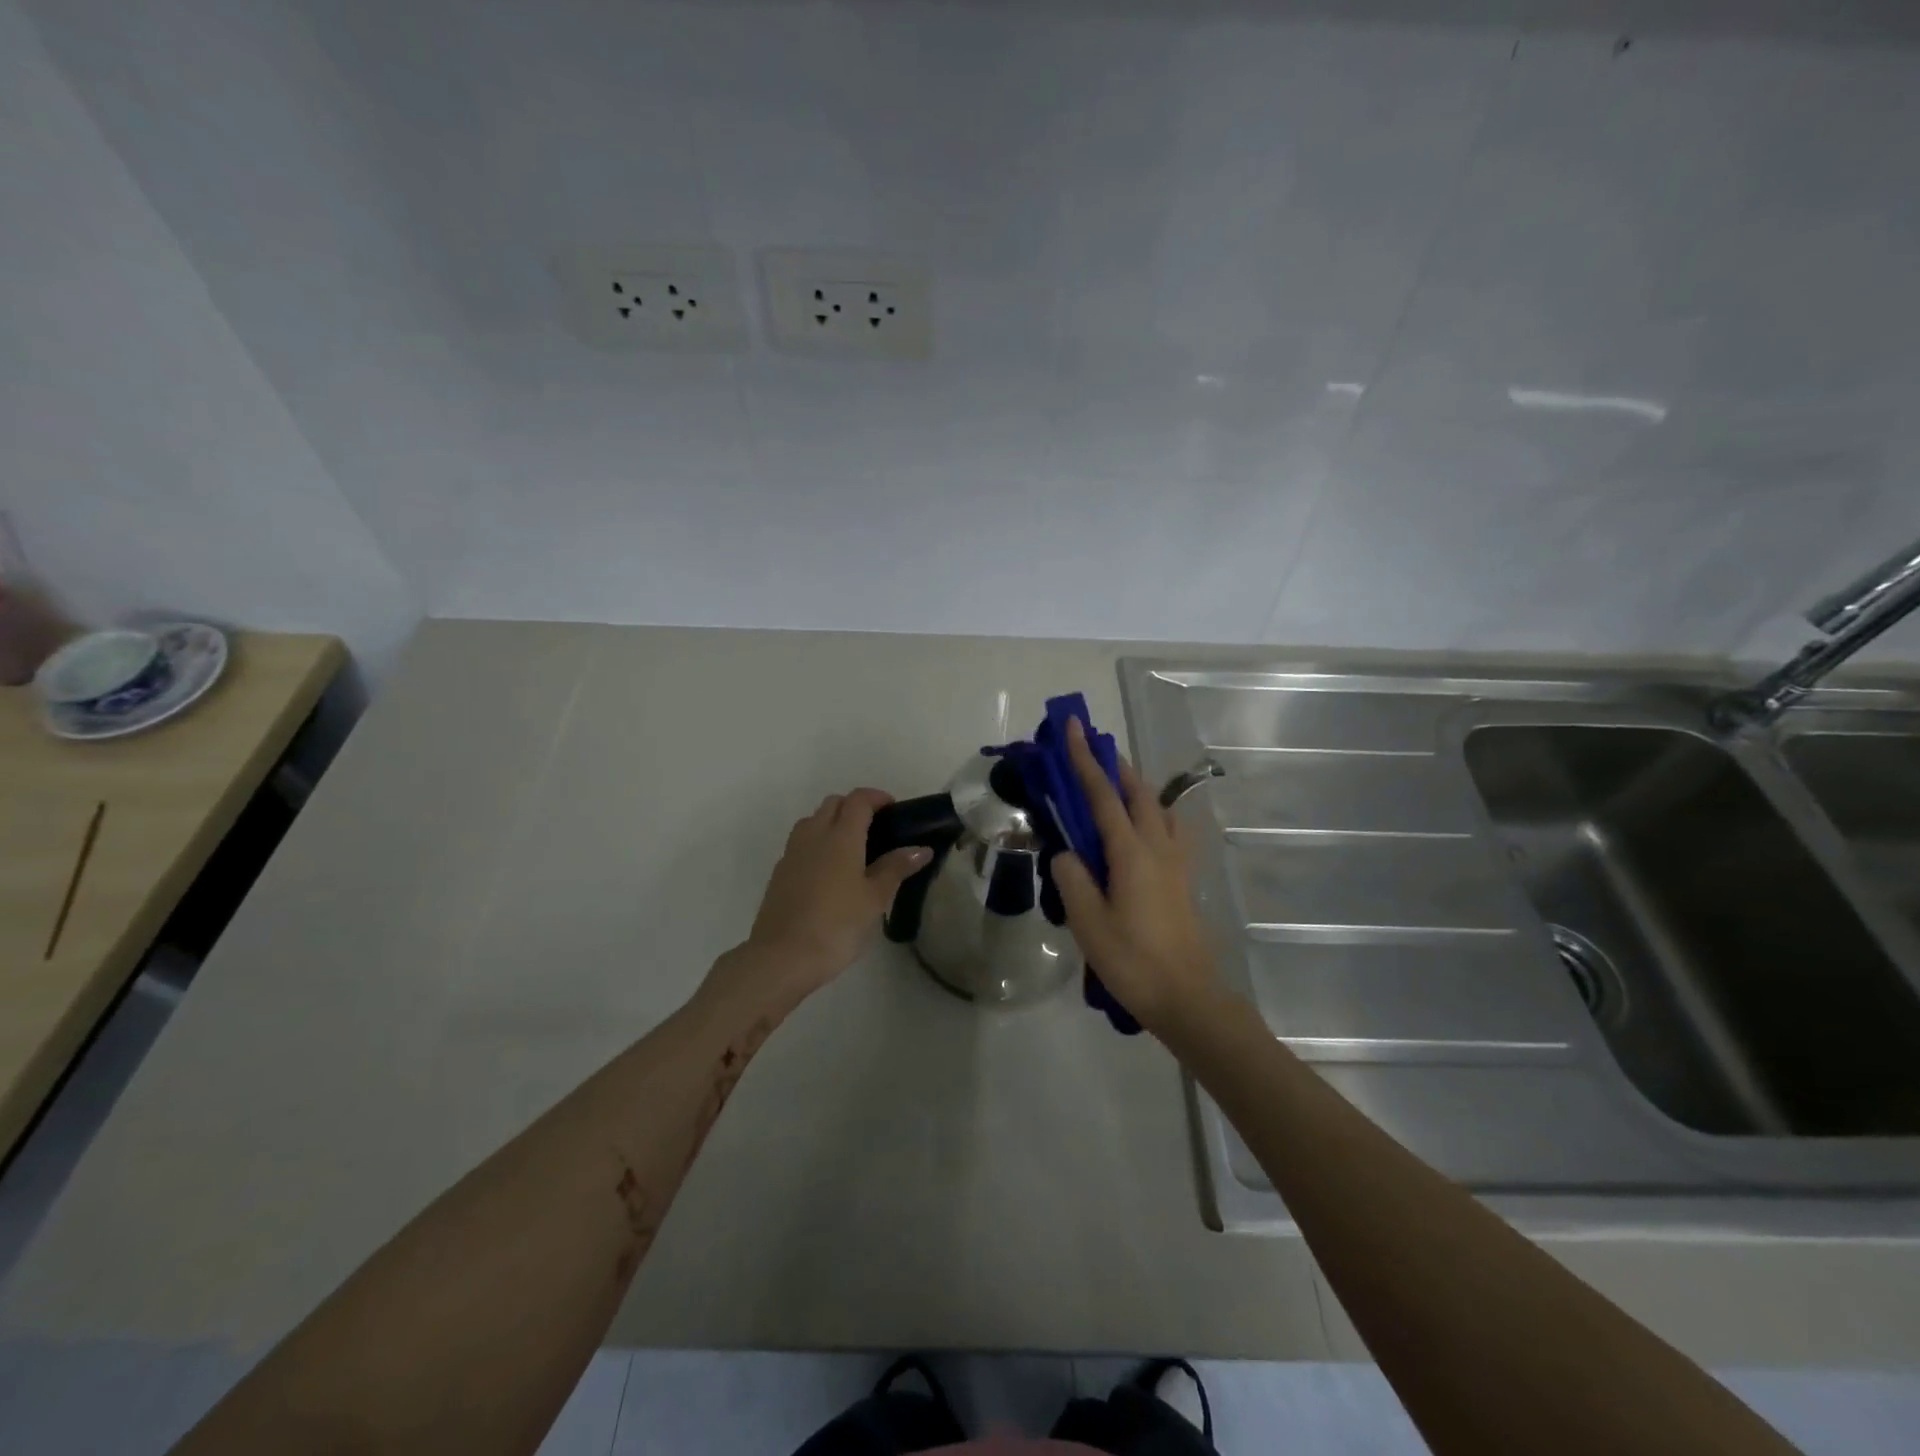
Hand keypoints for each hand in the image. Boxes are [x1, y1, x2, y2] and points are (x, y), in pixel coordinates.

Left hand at [724, 788, 930, 1003]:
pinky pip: (801, 843)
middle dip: (855, 807)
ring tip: (852, 849)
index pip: (859, 799)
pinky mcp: (779, 872)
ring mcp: (792, 852)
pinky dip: (817, 844)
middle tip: (877, 829)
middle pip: (833, 804)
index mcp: (841, 835)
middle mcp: (814, 834)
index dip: (877, 797)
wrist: (782, 956)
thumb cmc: (837, 925)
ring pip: (813, 821)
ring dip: (832, 822)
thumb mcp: (874, 898)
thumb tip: (920, 849)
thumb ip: (896, 868)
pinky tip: (829, 872)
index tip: (894, 809)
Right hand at [1053, 719, 1220, 1034]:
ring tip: (1113, 781)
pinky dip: (1150, 811)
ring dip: (1134, 785)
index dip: (1084, 759)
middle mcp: (1157, 847)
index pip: (1102, 795)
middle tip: (1090, 747)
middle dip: (1112, 764)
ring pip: (1155, 807)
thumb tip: (1066, 852)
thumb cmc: (1133, 961)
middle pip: (1136, 792)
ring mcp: (1175, 861)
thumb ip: (1072, 879)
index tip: (1073, 727)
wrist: (1187, 997)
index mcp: (1131, 853)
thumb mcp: (1088, 922)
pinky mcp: (1182, 878)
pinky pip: (1167, 828)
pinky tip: (1142, 826)